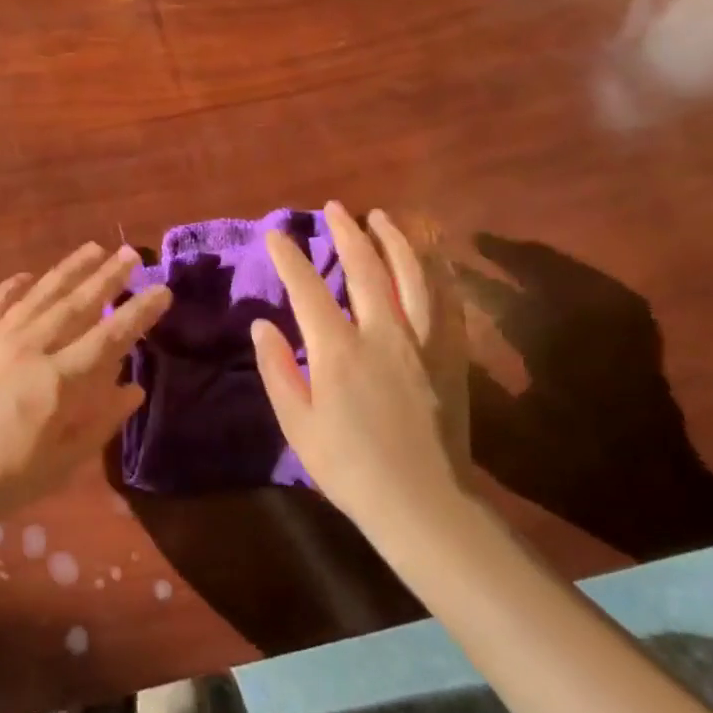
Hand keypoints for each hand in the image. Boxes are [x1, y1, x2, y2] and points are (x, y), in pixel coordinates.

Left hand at [0, 243, 172, 515]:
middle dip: (107, 277)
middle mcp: (30, 349)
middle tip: (130, 253)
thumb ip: (100, 423)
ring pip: (39, 295)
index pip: (109, 338)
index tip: (162, 290)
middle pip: (76, 305)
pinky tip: (24, 276)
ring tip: (92, 249)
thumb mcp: (60, 464)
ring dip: (68, 271)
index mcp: (58, 381)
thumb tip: (134, 389)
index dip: (139, 313)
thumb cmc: (0, 481)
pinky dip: (11, 287)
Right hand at [251, 202, 472, 536]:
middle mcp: (383, 334)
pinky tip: (429, 258)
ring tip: (383, 218)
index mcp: (338, 351)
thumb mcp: (297, 424)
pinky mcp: (450, 355)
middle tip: (334, 209)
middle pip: (365, 268)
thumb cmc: (349, 468)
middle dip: (347, 232)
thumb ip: (278, 369)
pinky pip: (446, 302)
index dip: (290, 257)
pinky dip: (436, 272)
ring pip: (412, 275)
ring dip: (395, 240)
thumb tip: (263, 324)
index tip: (277, 234)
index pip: (308, 288)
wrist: (423, 502)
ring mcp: (422, 342)